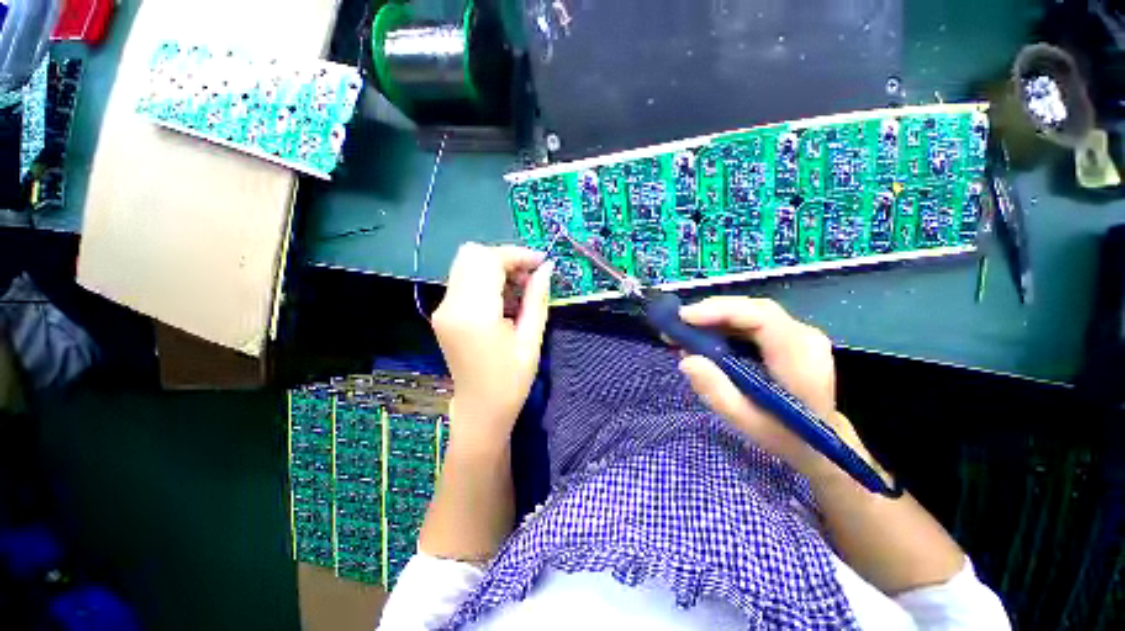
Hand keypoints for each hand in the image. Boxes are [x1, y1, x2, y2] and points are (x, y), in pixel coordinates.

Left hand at [431, 243, 552, 450]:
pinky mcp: (443, 315)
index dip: (517, 255)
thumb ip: (537, 298)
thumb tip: (546, 268)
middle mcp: (450, 306)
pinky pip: (463, 281)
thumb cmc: (511, 380)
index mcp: (474, 314)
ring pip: (466, 265)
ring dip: (495, 268)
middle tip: (528, 276)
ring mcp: (442, 309)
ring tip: (519, 291)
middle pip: (472, 254)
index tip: (540, 263)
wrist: (480, 409)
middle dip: (504, 258)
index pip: (488, 260)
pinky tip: (503, 300)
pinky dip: (485, 280)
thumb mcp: (531, 339)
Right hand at [677, 297, 864, 478]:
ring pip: (750, 312)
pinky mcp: (788, 335)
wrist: (822, 442)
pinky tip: (704, 335)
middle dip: (711, 312)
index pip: (763, 318)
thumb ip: (717, 392)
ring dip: (714, 317)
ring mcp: (798, 333)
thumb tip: (686, 360)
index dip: (721, 311)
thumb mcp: (746, 422)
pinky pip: (751, 320)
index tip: (685, 318)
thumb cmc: (786, 436)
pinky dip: (723, 324)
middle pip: (753, 309)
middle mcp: (804, 336)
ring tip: (684, 331)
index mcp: (800, 359)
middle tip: (677, 324)